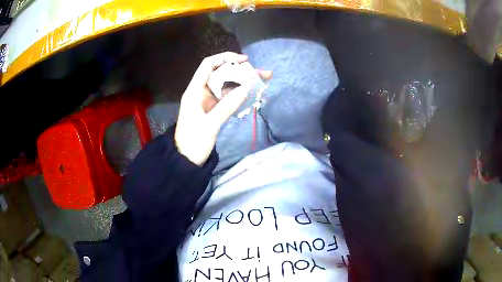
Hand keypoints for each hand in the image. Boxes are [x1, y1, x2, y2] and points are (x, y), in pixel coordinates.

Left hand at [175, 52, 271, 165]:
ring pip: (227, 86)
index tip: (244, 61)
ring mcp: (209, 101)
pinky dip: (241, 95)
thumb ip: (227, 106)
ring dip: (244, 83)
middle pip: (222, 74)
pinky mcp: (214, 110)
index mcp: (194, 91)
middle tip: (262, 73)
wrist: (186, 161)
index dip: (225, 58)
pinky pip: (229, 98)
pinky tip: (254, 94)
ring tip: (264, 81)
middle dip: (241, 71)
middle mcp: (201, 92)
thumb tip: (246, 88)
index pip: (208, 65)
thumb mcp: (210, 125)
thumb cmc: (193, 143)